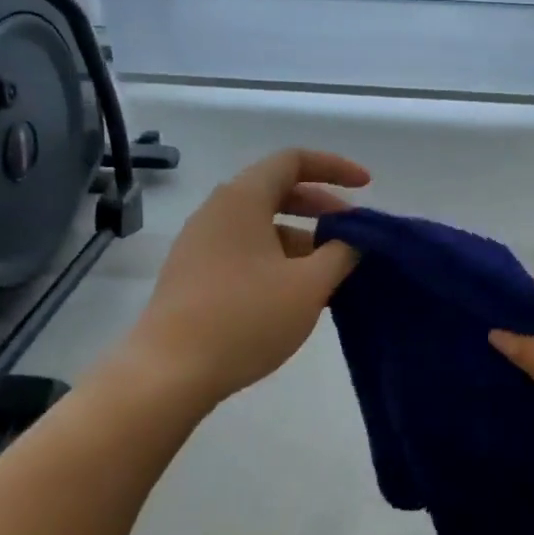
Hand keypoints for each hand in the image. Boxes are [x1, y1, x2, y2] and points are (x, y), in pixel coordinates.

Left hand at [127, 149, 369, 408]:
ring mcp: (200, 243)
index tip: (366, 187)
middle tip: (352, 231)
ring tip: (330, 270)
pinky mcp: (192, 274)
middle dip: (320, 206)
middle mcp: (217, 210)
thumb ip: (340, 254)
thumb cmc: (245, 317)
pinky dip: (276, 257)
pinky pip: (243, 249)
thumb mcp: (308, 285)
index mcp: (243, 198)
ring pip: (261, 224)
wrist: (168, 374)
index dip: (334, 167)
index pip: (293, 160)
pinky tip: (295, 292)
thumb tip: (352, 240)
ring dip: (300, 237)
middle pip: (276, 190)